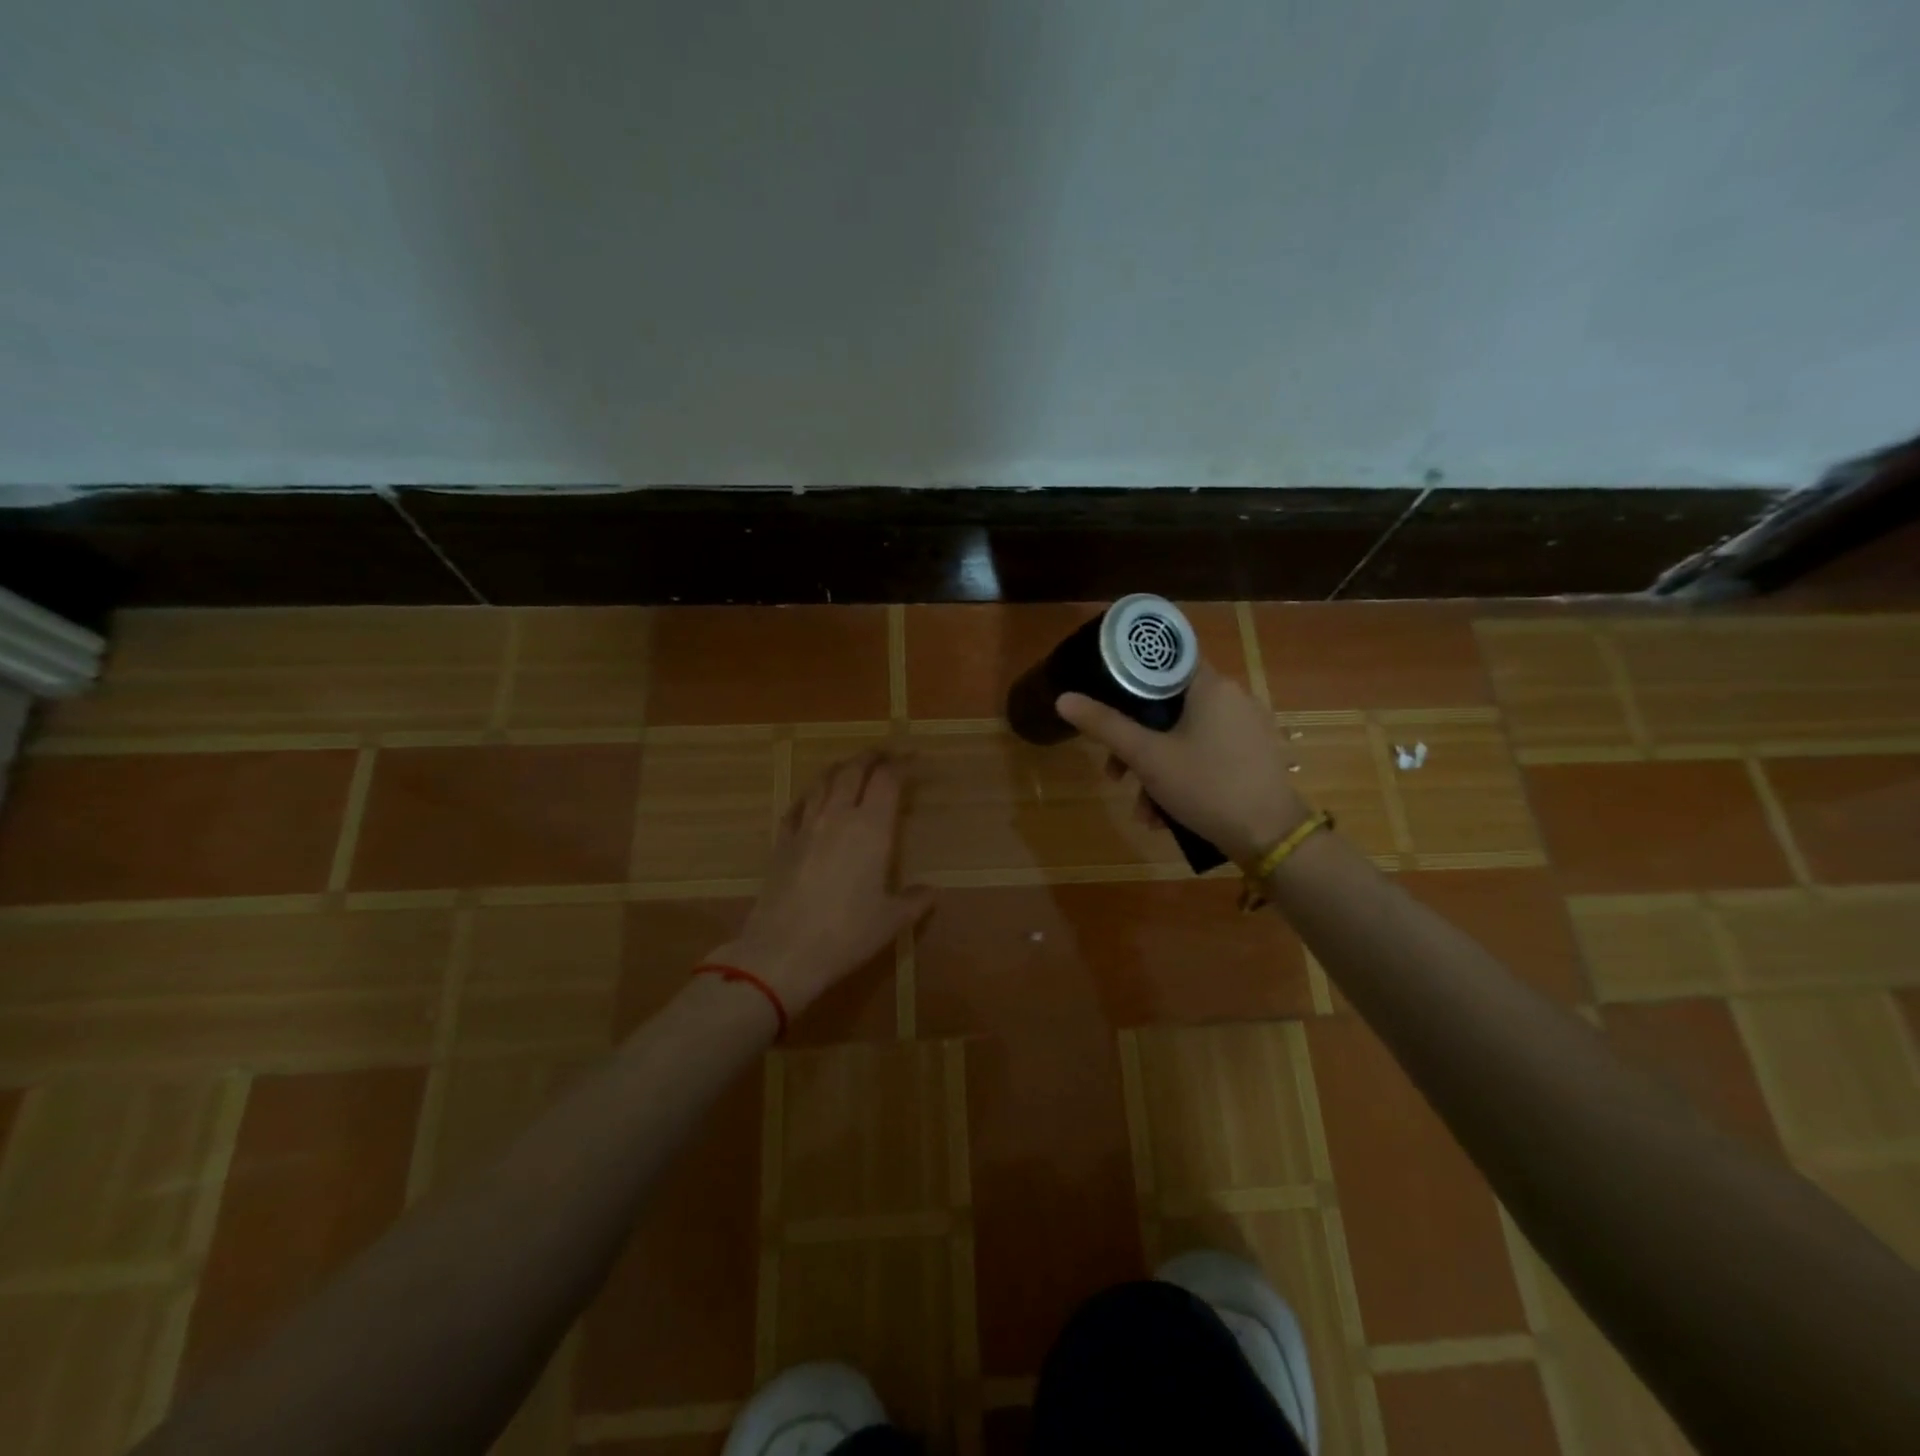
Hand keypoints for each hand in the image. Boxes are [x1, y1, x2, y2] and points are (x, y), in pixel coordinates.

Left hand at [711, 749, 933, 1012]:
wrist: (782, 951)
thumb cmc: (846, 934)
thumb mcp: (890, 921)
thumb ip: (914, 901)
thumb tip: (931, 892)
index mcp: (871, 828)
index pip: (887, 779)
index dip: (902, 764)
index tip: (915, 760)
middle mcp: (838, 816)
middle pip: (854, 770)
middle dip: (872, 757)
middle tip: (886, 755)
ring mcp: (805, 826)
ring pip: (823, 781)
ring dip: (841, 769)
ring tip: (852, 769)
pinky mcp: (782, 842)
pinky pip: (798, 806)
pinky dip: (812, 795)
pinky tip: (814, 801)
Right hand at [1057, 661, 1309, 863]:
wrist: (1271, 838)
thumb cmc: (1206, 786)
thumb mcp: (1147, 757)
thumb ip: (1105, 725)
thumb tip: (1063, 698)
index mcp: (1211, 685)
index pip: (1164, 662)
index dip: (1130, 679)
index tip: (1106, 703)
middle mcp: (1233, 698)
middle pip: (1168, 707)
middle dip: (1135, 744)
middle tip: (1114, 774)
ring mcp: (1247, 728)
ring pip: (1184, 737)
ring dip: (1155, 771)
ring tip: (1143, 811)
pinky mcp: (1253, 756)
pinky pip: (1206, 754)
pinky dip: (1182, 777)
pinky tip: (1166, 816)